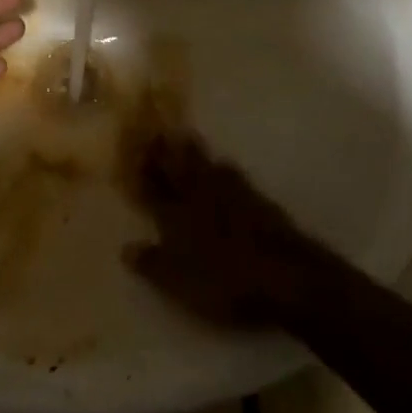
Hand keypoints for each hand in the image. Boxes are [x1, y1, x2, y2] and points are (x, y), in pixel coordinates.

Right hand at [123, 130, 323, 329]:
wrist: (285, 276)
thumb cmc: (224, 281)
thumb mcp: (179, 282)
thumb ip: (152, 263)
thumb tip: (126, 248)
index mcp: (176, 214)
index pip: (153, 187)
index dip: (142, 170)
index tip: (133, 151)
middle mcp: (200, 196)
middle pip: (180, 167)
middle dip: (167, 149)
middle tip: (158, 130)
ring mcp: (232, 194)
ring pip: (207, 165)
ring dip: (195, 151)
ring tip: (186, 137)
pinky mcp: (259, 200)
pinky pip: (233, 175)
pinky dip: (223, 167)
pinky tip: (224, 165)